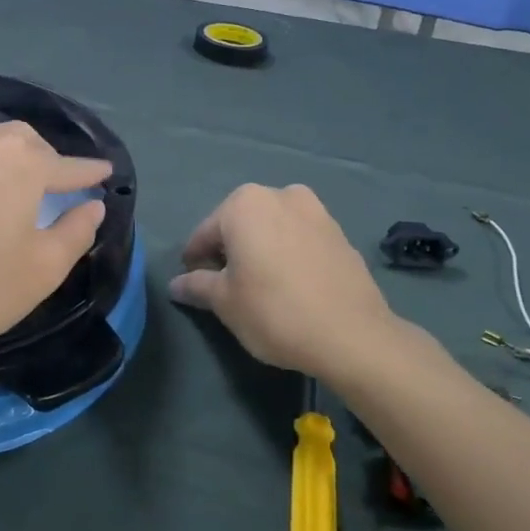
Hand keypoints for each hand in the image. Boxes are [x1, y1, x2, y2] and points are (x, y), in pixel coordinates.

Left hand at [0, 121, 110, 369]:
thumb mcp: (40, 271)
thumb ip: (76, 232)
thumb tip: (94, 206)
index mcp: (19, 164)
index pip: (66, 164)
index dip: (89, 171)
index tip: (105, 172)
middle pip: (23, 140)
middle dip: (45, 156)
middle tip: (55, 182)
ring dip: (5, 158)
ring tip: (11, 187)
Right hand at [170, 184, 412, 377]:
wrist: (353, 335)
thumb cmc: (275, 311)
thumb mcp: (225, 302)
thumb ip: (197, 285)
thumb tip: (177, 284)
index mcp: (244, 203)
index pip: (205, 233)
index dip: (195, 261)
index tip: (194, 285)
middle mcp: (279, 194)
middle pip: (240, 224)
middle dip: (230, 250)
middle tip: (227, 286)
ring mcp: (315, 210)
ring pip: (273, 228)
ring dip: (261, 249)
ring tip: (262, 285)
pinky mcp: (339, 232)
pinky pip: (300, 238)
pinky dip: (289, 254)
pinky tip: (291, 285)